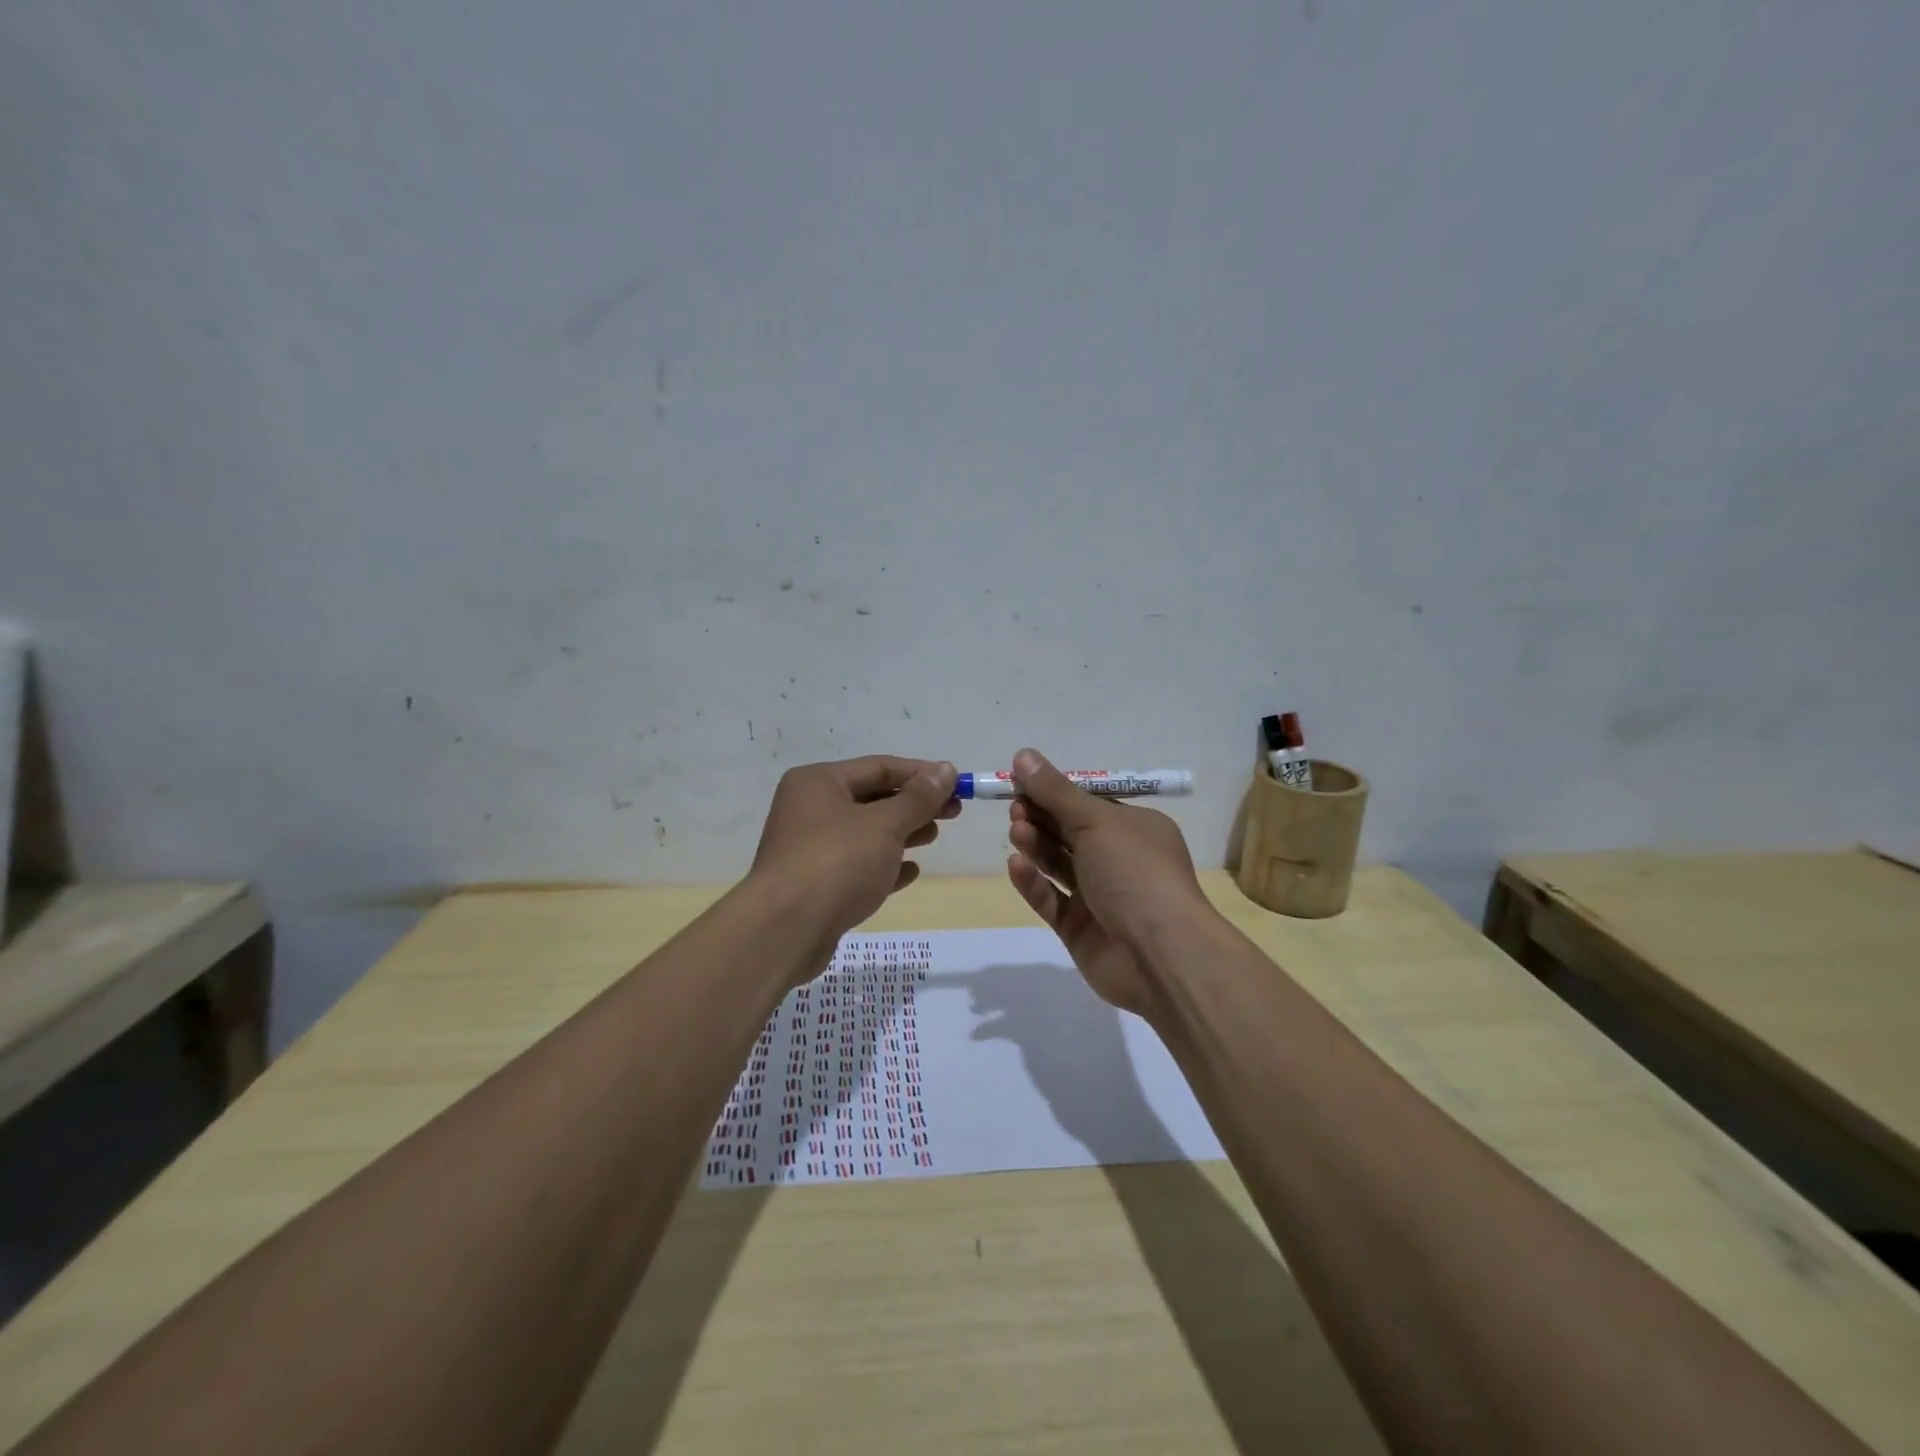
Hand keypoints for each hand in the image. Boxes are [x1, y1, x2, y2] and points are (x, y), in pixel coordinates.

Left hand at [749, 756, 959, 945]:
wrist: (785, 930)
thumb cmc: (837, 863)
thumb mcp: (885, 824)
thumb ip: (918, 798)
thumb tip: (945, 771)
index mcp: (818, 782)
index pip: (879, 767)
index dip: (921, 774)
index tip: (957, 784)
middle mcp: (810, 808)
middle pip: (872, 798)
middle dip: (914, 805)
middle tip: (953, 813)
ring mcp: (810, 848)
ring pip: (865, 833)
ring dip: (902, 833)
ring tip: (934, 837)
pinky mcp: (815, 884)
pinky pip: (857, 866)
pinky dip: (884, 865)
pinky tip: (911, 872)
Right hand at [1004, 747, 1210, 1018]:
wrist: (1160, 955)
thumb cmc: (1135, 872)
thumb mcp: (1096, 821)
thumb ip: (1056, 791)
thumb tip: (1023, 755)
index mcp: (1135, 828)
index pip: (1088, 803)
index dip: (1054, 792)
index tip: (1020, 782)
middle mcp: (1119, 859)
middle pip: (1070, 832)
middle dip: (1041, 817)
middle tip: (1015, 808)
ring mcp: (1099, 896)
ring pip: (1058, 864)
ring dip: (1036, 845)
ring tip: (1016, 831)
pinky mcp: (1079, 929)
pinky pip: (1051, 899)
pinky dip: (1034, 882)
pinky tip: (1016, 866)